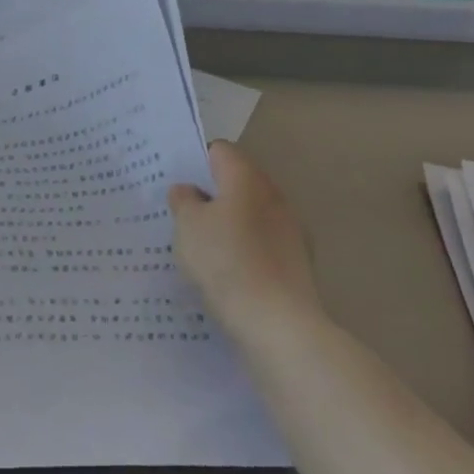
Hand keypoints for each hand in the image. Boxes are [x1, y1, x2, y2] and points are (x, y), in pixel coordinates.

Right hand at [169, 141, 321, 332]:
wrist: (277, 322)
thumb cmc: (225, 262)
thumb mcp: (188, 227)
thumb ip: (184, 201)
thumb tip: (188, 190)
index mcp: (246, 178)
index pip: (220, 151)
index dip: (196, 162)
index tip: (177, 186)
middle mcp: (273, 196)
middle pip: (238, 183)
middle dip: (212, 196)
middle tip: (183, 217)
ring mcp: (290, 229)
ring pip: (251, 215)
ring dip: (229, 225)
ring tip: (202, 249)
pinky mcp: (296, 262)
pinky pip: (262, 244)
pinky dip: (244, 251)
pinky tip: (227, 274)